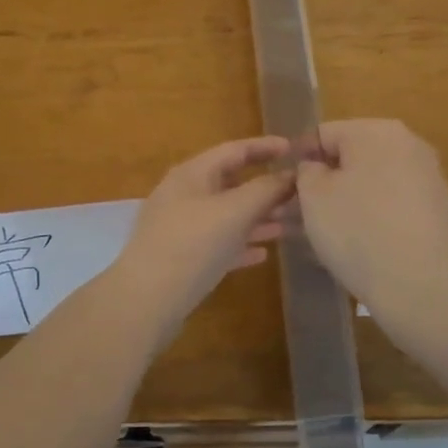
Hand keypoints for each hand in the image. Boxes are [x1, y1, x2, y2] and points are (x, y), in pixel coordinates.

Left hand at [110, 137, 294, 342]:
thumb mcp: (234, 211)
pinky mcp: (182, 258)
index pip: (234, 150)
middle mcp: (184, 195)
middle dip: (265, 187)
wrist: (147, 300)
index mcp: (192, 174)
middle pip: (231, 183)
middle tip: (299, 193)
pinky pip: (218, 244)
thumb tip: (291, 174)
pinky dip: (241, 244)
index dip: (265, 146)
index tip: (295, 148)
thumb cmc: (192, 245)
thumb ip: (265, 190)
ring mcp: (180, 228)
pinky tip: (263, 254)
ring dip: (258, 217)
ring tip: (290, 223)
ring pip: (226, 215)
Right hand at [296, 119, 447, 316]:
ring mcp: (425, 176)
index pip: (323, 134)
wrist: (422, 286)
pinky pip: (389, 202)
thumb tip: (316, 167)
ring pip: (369, 181)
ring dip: (342, 200)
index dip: (298, 159)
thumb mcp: (313, 196)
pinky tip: (351, 242)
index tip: (281, 188)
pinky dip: (368, 215)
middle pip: (350, 157)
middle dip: (321, 182)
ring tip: (317, 232)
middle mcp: (407, 144)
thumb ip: (306, 170)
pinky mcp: (434, 208)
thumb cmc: (358, 231)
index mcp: (375, 131)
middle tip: (294, 213)